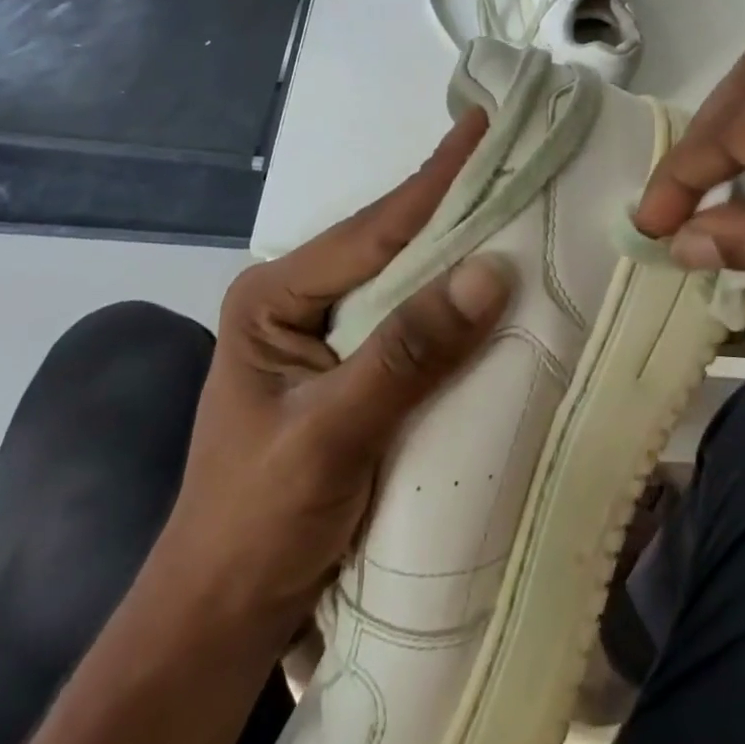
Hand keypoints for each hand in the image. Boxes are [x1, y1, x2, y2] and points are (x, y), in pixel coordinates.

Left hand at [153, 111, 512, 638]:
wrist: (225, 618)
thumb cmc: (256, 522)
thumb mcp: (330, 433)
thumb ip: (408, 352)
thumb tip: (492, 270)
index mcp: (274, 295)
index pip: (372, 229)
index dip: (435, 181)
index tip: (484, 125)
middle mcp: (302, 299)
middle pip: (392, 245)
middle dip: (455, 206)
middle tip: (517, 156)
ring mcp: (331, 335)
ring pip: (408, 282)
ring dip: (461, 252)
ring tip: (520, 202)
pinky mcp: (356, 369)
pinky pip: (416, 323)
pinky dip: (456, 305)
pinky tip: (496, 285)